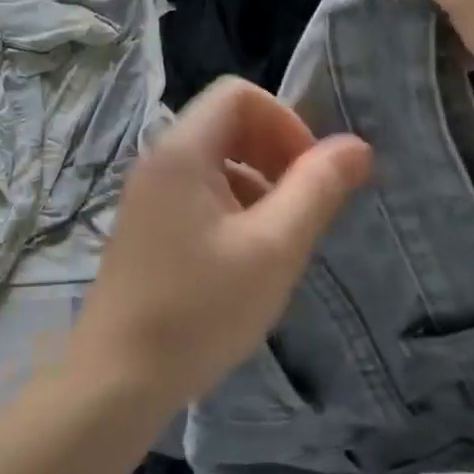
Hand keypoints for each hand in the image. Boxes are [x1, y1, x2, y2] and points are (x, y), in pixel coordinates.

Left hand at [69, 78, 371, 409]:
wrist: (117, 380)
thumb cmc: (200, 309)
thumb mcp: (274, 248)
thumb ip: (317, 189)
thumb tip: (356, 145)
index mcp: (182, 152)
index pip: (238, 94)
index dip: (285, 122)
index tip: (309, 174)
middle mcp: (157, 162)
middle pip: (226, 124)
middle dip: (275, 153)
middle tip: (302, 206)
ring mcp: (147, 197)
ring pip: (214, 163)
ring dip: (257, 186)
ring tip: (278, 241)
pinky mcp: (146, 229)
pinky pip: (197, 195)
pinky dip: (232, 209)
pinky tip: (245, 260)